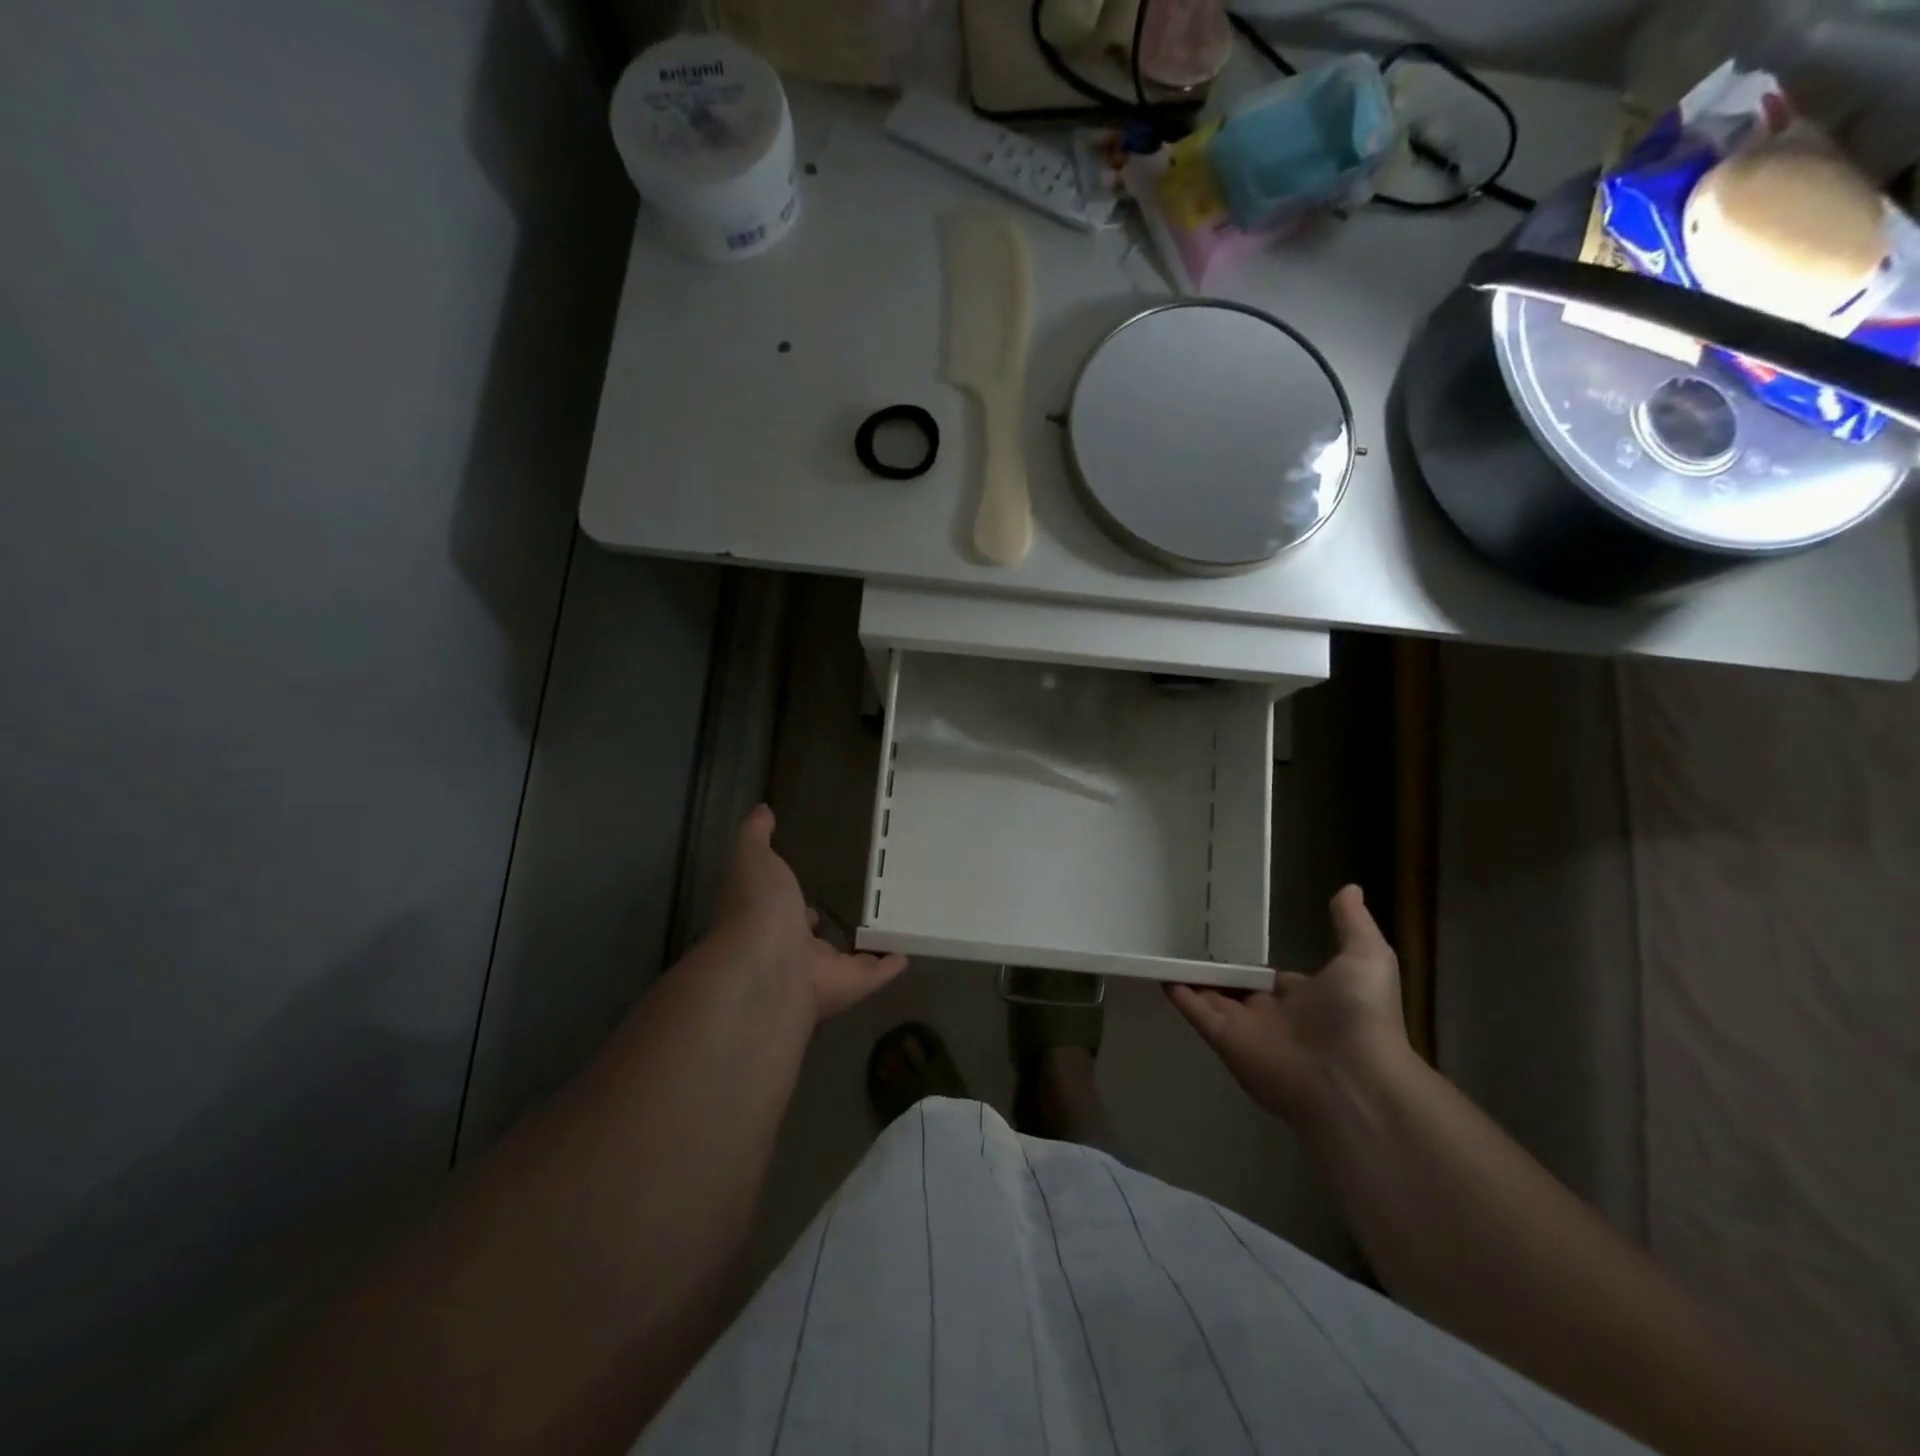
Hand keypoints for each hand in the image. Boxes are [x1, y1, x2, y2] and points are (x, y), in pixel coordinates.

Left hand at [707, 805, 908, 1023]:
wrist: (765, 969)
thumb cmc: (756, 909)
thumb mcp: (752, 858)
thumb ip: (755, 836)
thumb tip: (761, 809)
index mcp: (767, 919)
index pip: (781, 909)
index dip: (790, 900)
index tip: (807, 886)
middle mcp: (791, 949)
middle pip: (813, 939)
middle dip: (828, 927)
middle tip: (856, 904)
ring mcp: (820, 972)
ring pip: (846, 959)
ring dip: (864, 947)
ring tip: (891, 925)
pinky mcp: (850, 986)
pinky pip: (875, 974)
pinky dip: (891, 965)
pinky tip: (909, 953)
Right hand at [1167, 885, 1410, 1125]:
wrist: (1352, 1078)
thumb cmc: (1360, 1015)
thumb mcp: (1367, 958)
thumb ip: (1352, 923)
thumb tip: (1350, 887)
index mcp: (1307, 999)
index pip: (1274, 979)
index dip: (1256, 963)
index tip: (1235, 942)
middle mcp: (1274, 1015)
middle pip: (1238, 989)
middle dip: (1219, 972)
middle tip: (1191, 943)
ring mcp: (1246, 1029)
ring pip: (1212, 998)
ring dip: (1192, 979)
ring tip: (1165, 952)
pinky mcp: (1224, 1040)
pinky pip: (1196, 1012)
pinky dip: (1178, 994)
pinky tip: (1159, 973)